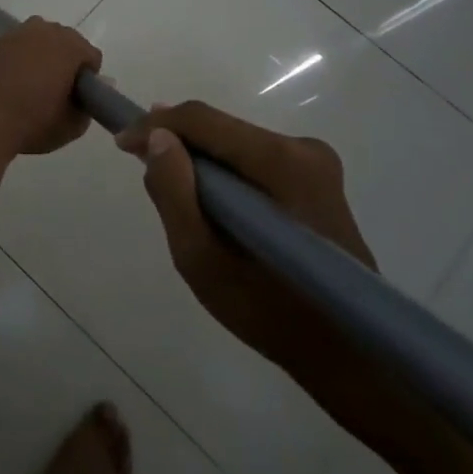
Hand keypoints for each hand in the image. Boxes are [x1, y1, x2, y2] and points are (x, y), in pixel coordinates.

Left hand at [0, 17, 101, 156]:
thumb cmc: (32, 120)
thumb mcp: (70, 126)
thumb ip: (87, 109)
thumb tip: (89, 96)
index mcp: (70, 46)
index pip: (91, 57)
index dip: (89, 79)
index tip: (79, 100)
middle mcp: (45, 30)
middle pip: (66, 43)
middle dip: (66, 63)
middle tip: (58, 93)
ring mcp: (17, 33)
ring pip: (40, 42)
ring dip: (42, 58)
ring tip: (33, 87)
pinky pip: (18, 49)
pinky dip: (20, 61)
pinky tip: (12, 84)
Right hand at [115, 101, 377, 395]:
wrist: (350, 354)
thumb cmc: (270, 312)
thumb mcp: (203, 260)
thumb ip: (173, 193)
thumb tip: (156, 137)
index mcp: (280, 163)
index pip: (203, 120)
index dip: (155, 125)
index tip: (122, 143)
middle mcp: (303, 148)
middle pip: (221, 128)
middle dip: (177, 142)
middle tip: (140, 163)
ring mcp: (315, 161)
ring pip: (235, 142)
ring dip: (200, 159)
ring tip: (171, 184)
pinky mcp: (317, 177)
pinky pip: (253, 159)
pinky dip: (225, 173)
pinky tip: (210, 199)